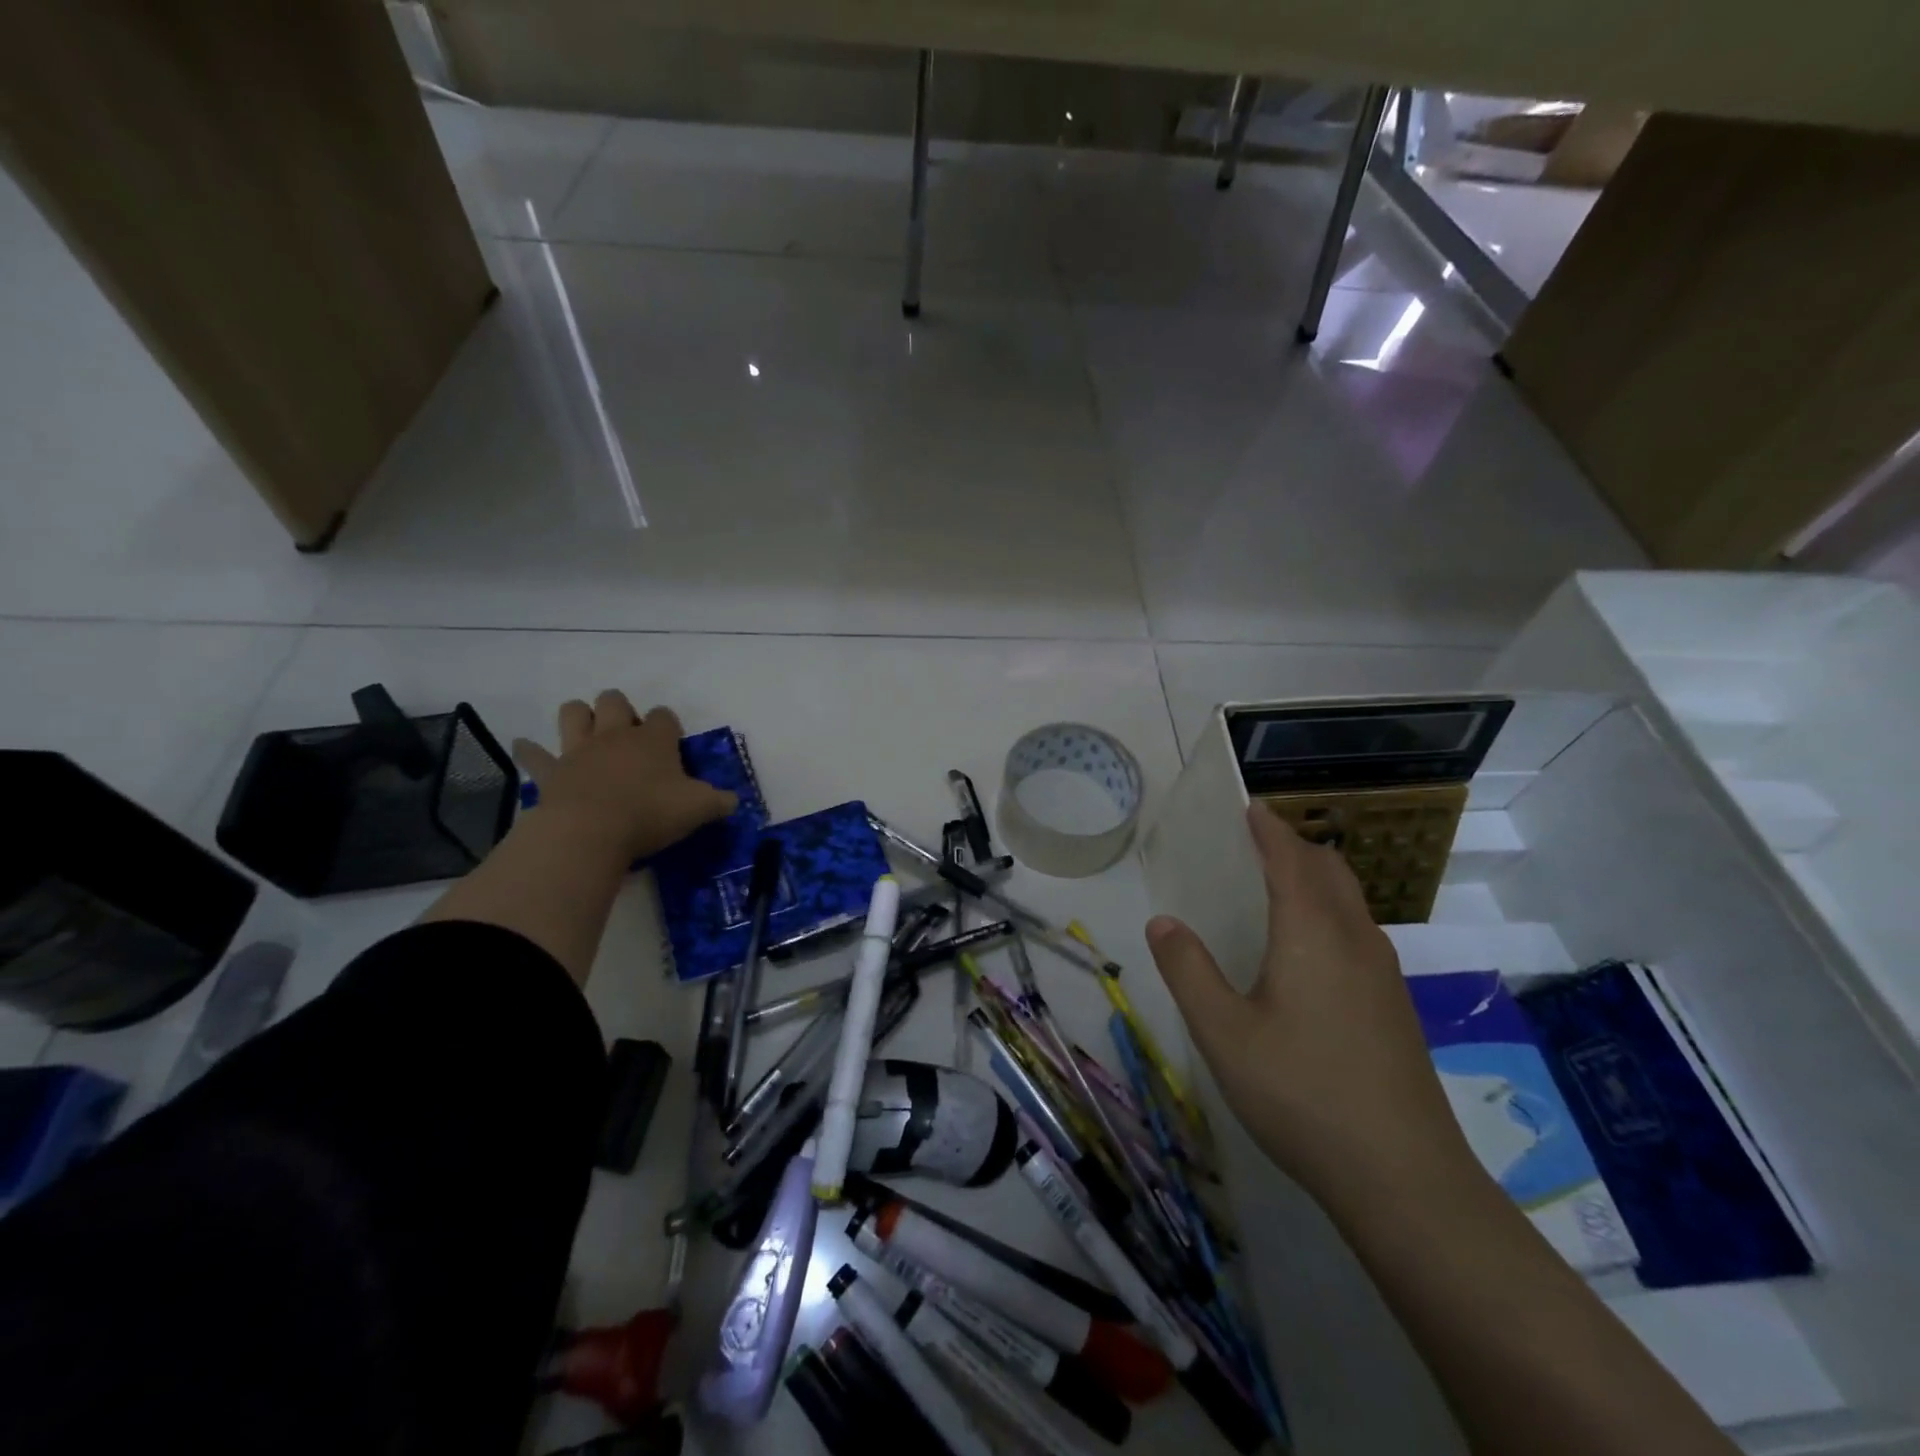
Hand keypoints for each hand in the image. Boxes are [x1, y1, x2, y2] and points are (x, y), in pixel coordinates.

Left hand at [512, 693, 736, 863]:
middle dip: (620, 709)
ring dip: (579, 716)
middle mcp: (616, 736)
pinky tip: (526, 747)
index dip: (668, 725)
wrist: (590, 831)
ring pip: (573, 712)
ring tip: (587, 731)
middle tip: (628, 733)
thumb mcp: (699, 809)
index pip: (665, 717)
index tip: (672, 743)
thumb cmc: (650, 814)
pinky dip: (530, 751)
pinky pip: (534, 754)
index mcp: (654, 740)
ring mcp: (579, 750)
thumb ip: (719, 802)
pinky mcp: (551, 771)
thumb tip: (733, 801)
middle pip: (614, 701)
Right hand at [1145, 803, 1472, 1210]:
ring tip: (1280, 890)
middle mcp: (1354, 940)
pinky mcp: (1396, 1008)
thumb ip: (1188, 970)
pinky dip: (1332, 915)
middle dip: (1296, 847)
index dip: (1269, 828)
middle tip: (1257, 845)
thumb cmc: (1301, 1093)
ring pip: (1351, 903)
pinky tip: (1310, 956)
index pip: (1290, 858)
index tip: (1249, 807)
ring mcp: (1384, 976)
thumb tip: (1162, 922)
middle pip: (1330, 871)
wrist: (1404, 1177)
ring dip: (1317, 880)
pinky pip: (1360, 935)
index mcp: (1312, 933)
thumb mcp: (1223, 1032)